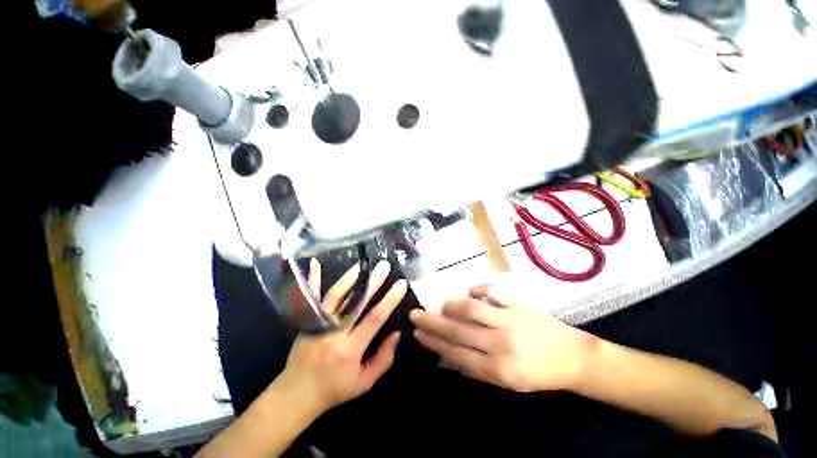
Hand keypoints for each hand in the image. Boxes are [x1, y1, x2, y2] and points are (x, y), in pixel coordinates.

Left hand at [278, 259, 406, 412]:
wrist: (295, 395)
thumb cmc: (334, 390)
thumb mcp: (364, 383)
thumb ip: (383, 359)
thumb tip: (396, 333)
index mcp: (350, 350)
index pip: (374, 319)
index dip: (389, 300)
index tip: (400, 285)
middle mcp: (333, 334)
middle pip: (356, 303)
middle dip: (373, 283)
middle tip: (384, 267)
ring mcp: (317, 325)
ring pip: (336, 296)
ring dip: (351, 278)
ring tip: (363, 264)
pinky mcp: (306, 321)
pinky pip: (310, 298)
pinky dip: (313, 279)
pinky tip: (315, 263)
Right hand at [410, 283, 593, 391]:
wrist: (573, 357)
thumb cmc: (539, 373)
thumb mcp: (508, 383)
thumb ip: (477, 370)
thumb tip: (449, 358)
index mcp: (497, 369)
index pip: (455, 353)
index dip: (434, 343)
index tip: (418, 334)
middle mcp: (500, 344)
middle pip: (457, 331)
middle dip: (432, 323)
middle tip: (415, 315)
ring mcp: (509, 320)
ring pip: (471, 308)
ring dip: (452, 305)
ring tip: (442, 304)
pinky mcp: (519, 304)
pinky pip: (493, 292)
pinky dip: (478, 289)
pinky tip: (470, 291)